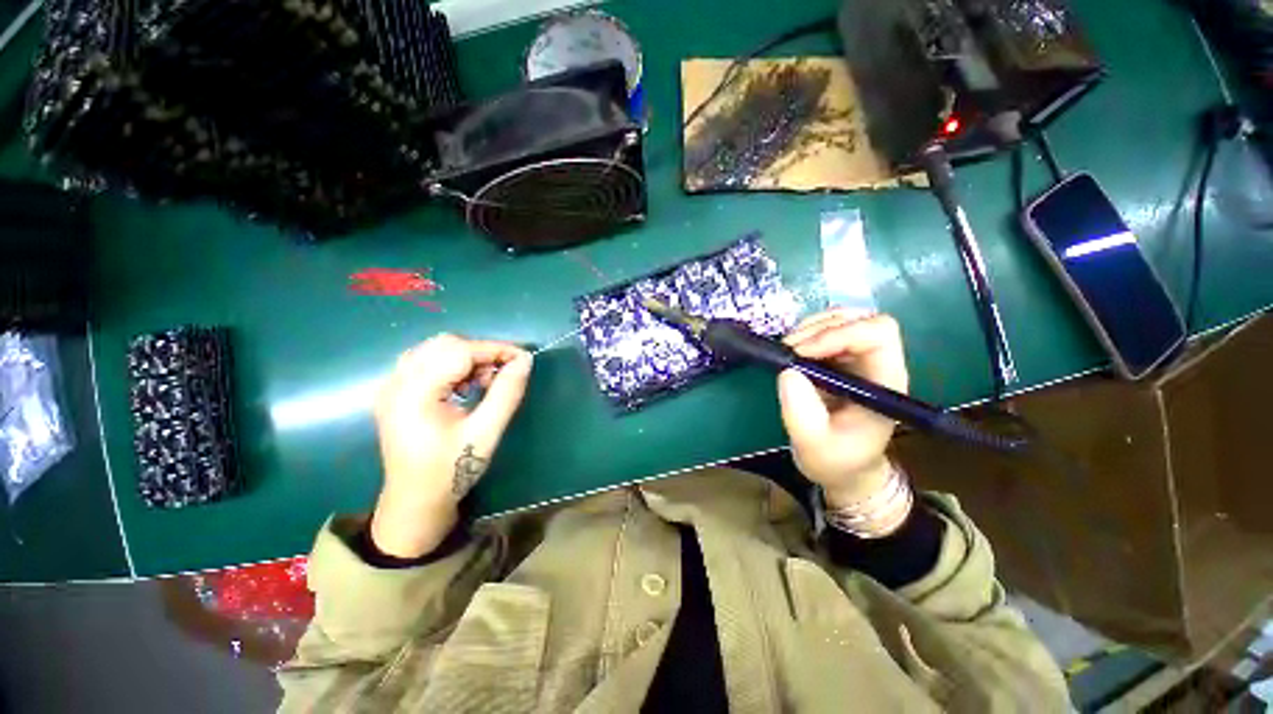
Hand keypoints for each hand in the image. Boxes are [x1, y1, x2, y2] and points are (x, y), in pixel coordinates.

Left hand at [370, 334, 532, 557]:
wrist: (416, 502)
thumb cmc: (452, 470)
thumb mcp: (486, 432)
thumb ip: (507, 392)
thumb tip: (525, 360)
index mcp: (414, 393)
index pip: (459, 351)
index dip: (495, 350)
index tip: (524, 359)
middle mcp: (396, 382)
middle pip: (444, 344)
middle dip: (480, 352)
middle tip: (503, 374)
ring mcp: (392, 387)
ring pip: (435, 350)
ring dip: (466, 358)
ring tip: (485, 382)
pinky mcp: (396, 393)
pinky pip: (427, 362)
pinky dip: (453, 366)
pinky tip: (466, 387)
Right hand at [777, 312, 908, 508]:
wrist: (843, 467)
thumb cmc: (836, 460)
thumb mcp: (814, 445)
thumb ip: (801, 413)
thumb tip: (787, 372)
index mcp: (884, 382)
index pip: (878, 334)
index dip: (840, 333)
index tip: (802, 352)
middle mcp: (876, 363)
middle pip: (861, 319)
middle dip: (820, 328)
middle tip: (788, 350)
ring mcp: (858, 358)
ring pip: (843, 319)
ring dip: (811, 328)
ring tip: (787, 350)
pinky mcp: (840, 358)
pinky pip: (826, 330)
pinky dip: (806, 333)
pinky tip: (792, 351)